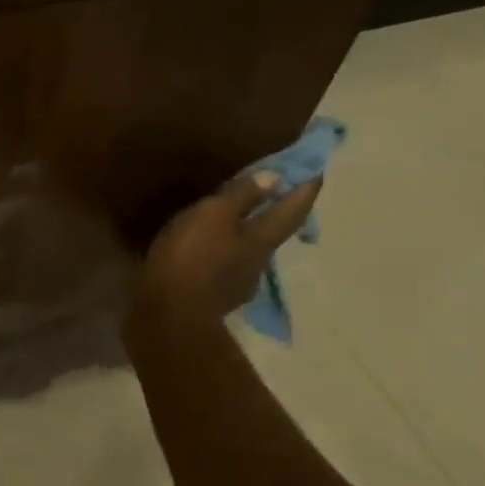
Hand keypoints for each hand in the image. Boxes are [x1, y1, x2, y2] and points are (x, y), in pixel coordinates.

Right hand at [131, 170, 322, 326]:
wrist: (167, 316)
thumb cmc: (191, 258)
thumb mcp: (212, 216)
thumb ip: (241, 196)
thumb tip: (276, 177)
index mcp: (261, 240)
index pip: (292, 209)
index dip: (305, 189)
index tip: (316, 170)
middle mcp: (256, 263)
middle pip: (272, 233)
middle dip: (274, 213)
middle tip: (272, 193)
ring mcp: (236, 285)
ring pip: (247, 252)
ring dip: (245, 235)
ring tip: (230, 222)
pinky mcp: (212, 299)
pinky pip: (223, 268)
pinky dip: (221, 254)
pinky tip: (206, 252)